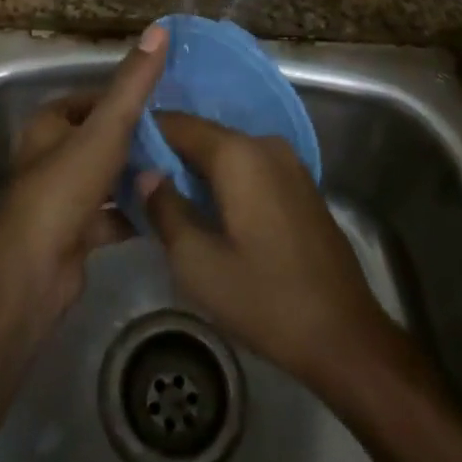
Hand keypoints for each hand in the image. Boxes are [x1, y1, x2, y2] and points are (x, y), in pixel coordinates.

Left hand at [0, 24, 168, 331]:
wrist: (35, 270)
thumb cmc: (66, 187)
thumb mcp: (106, 128)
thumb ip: (134, 83)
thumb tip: (159, 29)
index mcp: (50, 125)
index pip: (93, 100)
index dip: (126, 100)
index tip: (166, 103)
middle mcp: (51, 156)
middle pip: (101, 140)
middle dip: (137, 141)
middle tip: (181, 139)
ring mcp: (61, 198)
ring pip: (107, 179)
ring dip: (136, 178)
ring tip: (180, 173)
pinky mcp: (73, 235)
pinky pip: (110, 217)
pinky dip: (133, 214)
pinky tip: (165, 213)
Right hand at [144, 113, 398, 390]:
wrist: (345, 337)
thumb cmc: (265, 299)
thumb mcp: (198, 264)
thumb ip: (165, 209)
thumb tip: (145, 173)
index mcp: (238, 154)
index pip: (177, 124)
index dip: (143, 135)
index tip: (115, 153)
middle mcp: (264, 144)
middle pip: (203, 137)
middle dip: (168, 155)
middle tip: (132, 180)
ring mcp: (288, 164)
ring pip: (227, 154)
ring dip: (196, 170)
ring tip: (162, 196)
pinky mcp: (300, 186)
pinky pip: (249, 169)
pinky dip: (223, 181)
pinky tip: (205, 209)